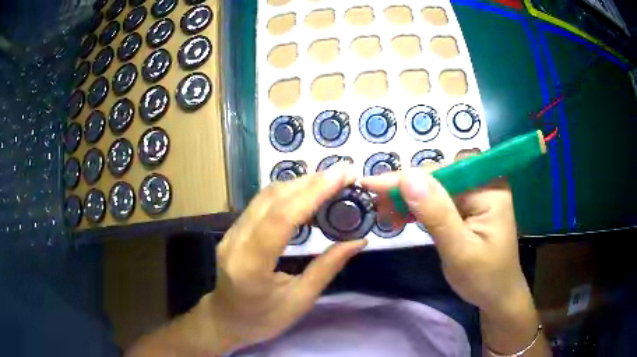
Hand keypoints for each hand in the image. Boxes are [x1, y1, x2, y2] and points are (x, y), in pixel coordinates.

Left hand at [206, 163, 365, 352]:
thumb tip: (358, 241)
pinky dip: (288, 193)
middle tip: (343, 174)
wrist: (225, 320)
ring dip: (299, 183)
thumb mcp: (300, 301)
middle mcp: (236, 242)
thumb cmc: (263, 319)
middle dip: (310, 181)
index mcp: (251, 266)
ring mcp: (231, 233)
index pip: (281, 218)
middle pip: (272, 199)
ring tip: (330, 180)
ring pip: (265, 196)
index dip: (313, 193)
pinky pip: (261, 203)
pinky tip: (307, 194)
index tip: (342, 176)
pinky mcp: (233, 229)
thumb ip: (327, 268)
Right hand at [361, 163, 527, 315]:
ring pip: (434, 189)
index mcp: (488, 188)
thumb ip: (436, 214)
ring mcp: (474, 195)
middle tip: (373, 201)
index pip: (443, 174)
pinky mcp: (466, 207)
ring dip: (407, 199)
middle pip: (437, 178)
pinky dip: (416, 209)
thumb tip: (407, 177)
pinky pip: (437, 202)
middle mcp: (482, 184)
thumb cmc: (484, 277)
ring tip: (381, 211)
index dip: (407, 178)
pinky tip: (398, 217)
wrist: (496, 296)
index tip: (371, 184)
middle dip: (404, 189)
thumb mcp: (460, 250)